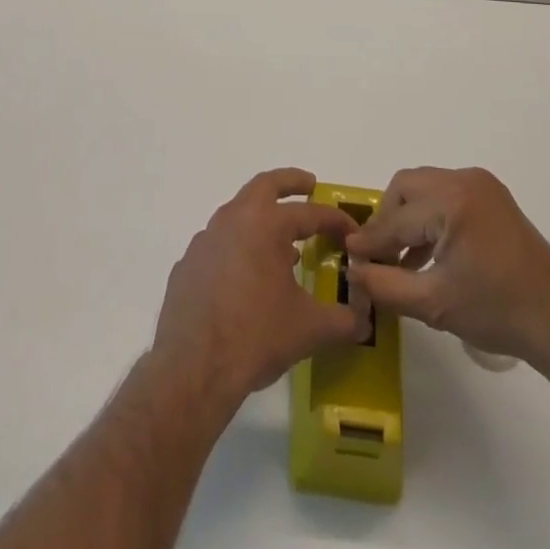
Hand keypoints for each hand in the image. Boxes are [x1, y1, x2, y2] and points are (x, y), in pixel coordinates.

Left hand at [151, 168, 366, 408]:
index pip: (309, 213)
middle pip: (264, 186)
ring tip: (283, 244)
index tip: (352, 231)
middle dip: (289, 182)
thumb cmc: (256, 336)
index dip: (335, 220)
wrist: (193, 367)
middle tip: (309, 186)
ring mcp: (205, 240)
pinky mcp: (187, 264)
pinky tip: (247, 277)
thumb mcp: (309, 329)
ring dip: (262, 219)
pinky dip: (238, 248)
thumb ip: (342, 320)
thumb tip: (362, 320)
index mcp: (265, 224)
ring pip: (238, 214)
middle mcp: (233, 220)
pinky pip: (218, 245)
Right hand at [346, 167, 549, 370]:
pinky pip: (445, 195)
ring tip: (400, 259)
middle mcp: (464, 180)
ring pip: (424, 188)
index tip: (349, 255)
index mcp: (451, 202)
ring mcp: (481, 185)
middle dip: (388, 220)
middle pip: (406, 188)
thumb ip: (385, 286)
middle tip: (378, 255)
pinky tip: (427, 253)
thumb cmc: (497, 312)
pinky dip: (430, 217)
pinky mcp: (492, 196)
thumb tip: (352, 270)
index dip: (371, 240)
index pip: (396, 219)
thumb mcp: (434, 304)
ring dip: (407, 217)